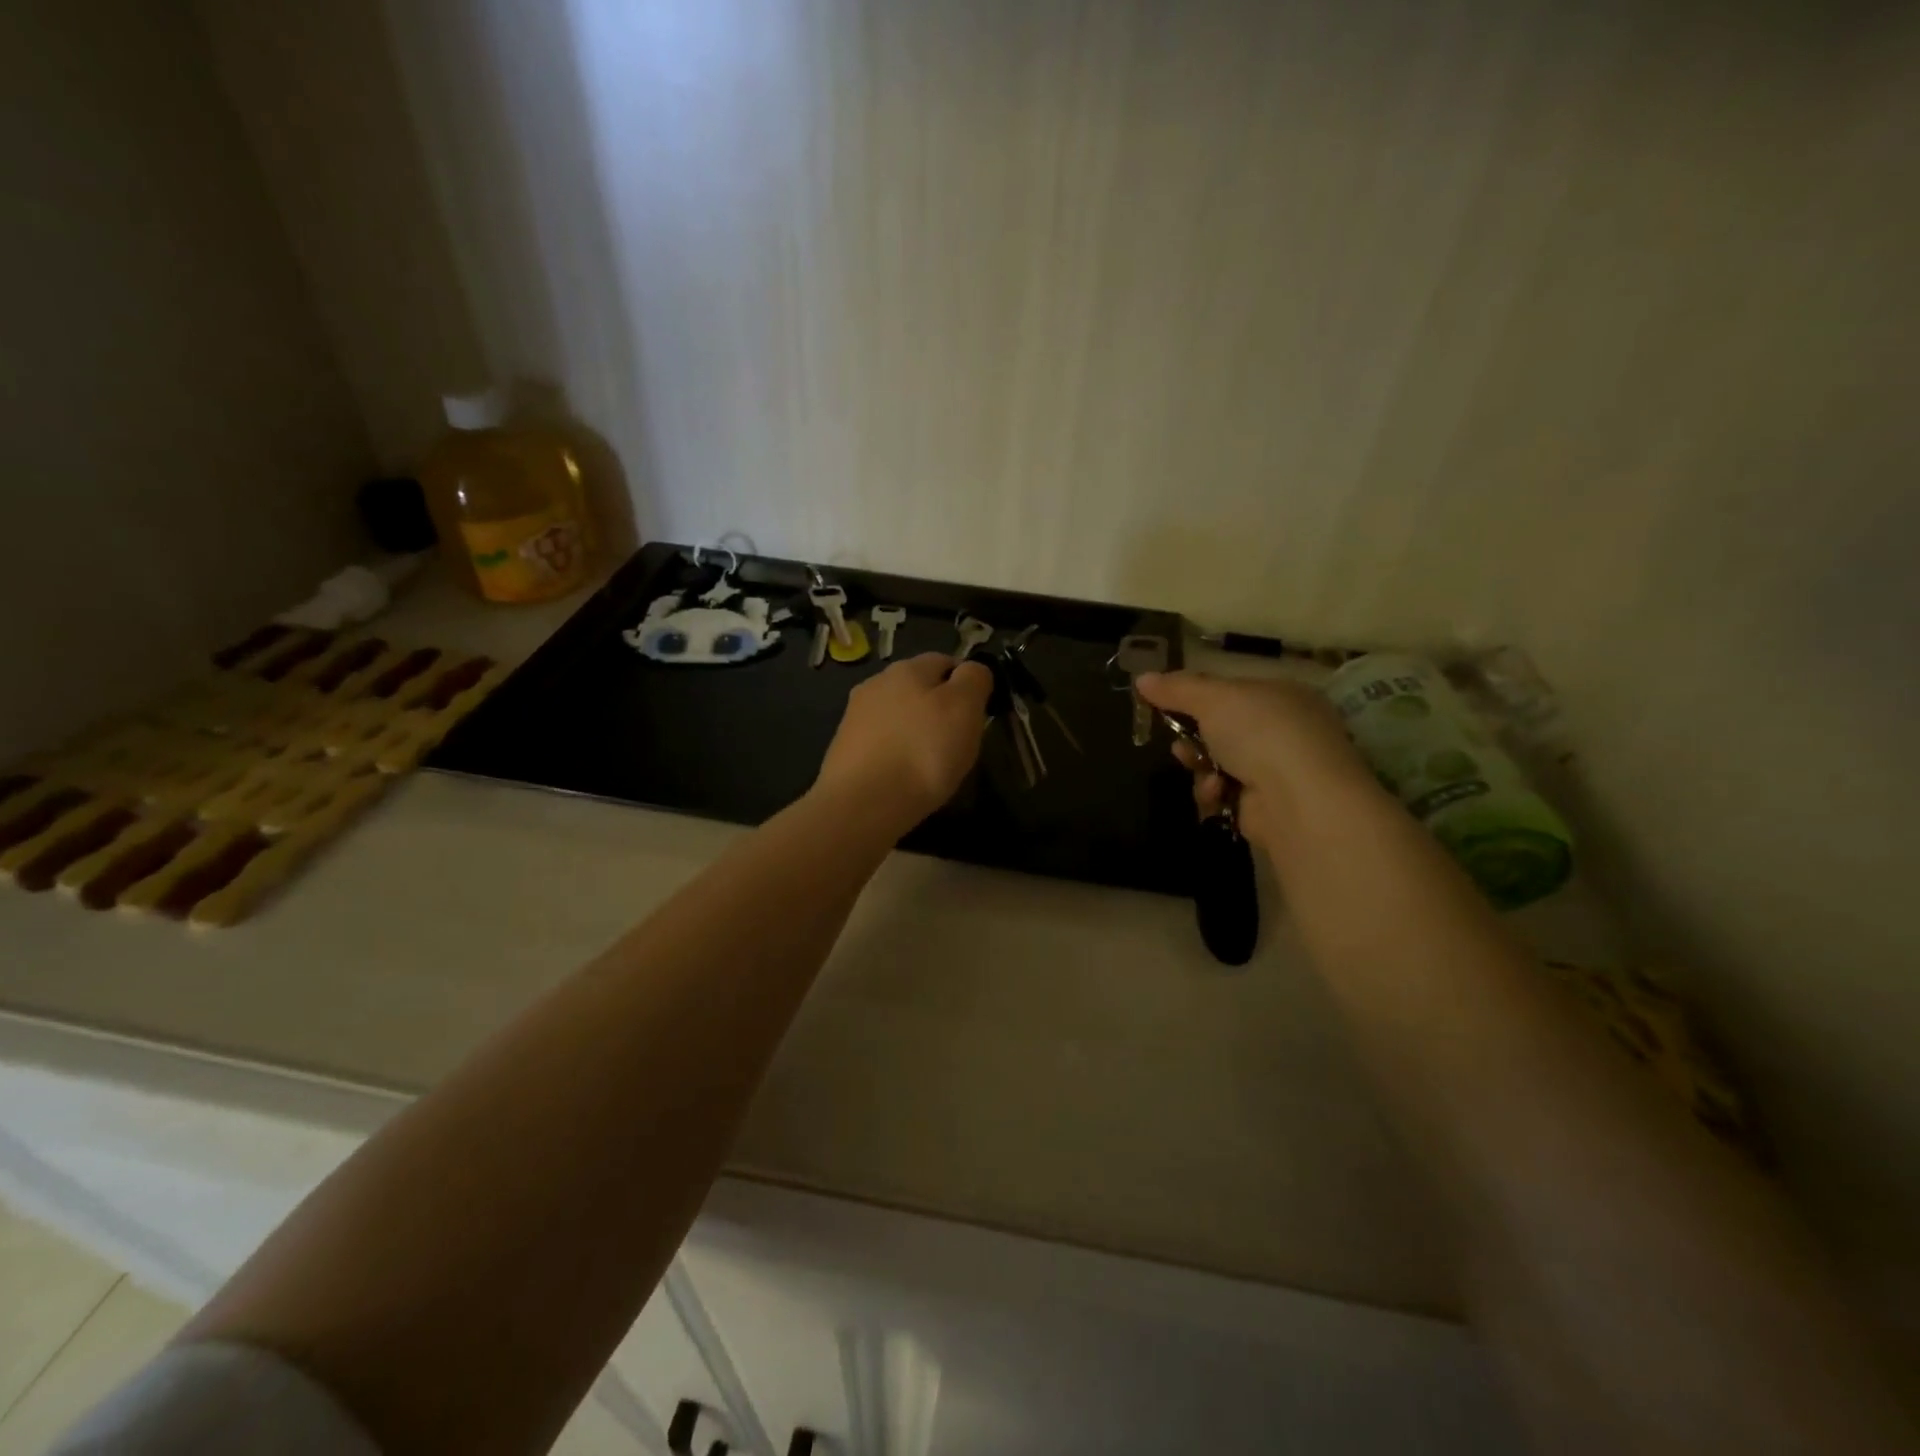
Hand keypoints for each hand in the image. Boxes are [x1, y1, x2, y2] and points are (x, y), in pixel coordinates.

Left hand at [814, 653, 993, 833]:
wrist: (863, 804)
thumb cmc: (924, 751)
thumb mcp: (965, 708)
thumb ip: (974, 680)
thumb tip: (971, 670)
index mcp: (907, 668)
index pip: (945, 661)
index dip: (966, 684)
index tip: (977, 715)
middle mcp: (875, 683)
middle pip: (918, 689)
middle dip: (938, 709)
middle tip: (957, 742)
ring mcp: (854, 717)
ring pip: (898, 716)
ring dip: (914, 732)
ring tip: (929, 764)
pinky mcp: (843, 749)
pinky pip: (881, 743)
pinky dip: (895, 754)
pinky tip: (903, 777)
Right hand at [1135, 670, 1381, 847]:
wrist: (1298, 798)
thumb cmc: (1261, 732)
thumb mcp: (1213, 698)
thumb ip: (1177, 688)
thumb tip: (1141, 678)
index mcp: (1283, 695)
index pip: (1234, 691)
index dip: (1200, 697)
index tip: (1168, 704)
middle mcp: (1286, 730)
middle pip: (1223, 730)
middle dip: (1194, 738)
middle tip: (1178, 743)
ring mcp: (1278, 770)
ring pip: (1218, 764)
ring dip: (1200, 766)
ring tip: (1197, 768)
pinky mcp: (1266, 806)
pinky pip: (1225, 794)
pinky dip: (1213, 792)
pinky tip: (1216, 792)